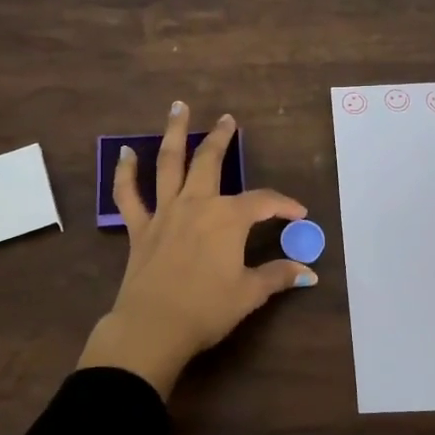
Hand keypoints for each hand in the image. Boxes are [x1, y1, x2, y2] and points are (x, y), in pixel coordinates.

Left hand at [77, 103, 315, 398]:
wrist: (153, 327)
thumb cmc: (206, 310)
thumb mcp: (249, 294)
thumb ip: (278, 276)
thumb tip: (310, 273)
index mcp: (228, 218)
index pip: (263, 202)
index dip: (284, 205)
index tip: (299, 214)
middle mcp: (196, 204)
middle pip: (210, 162)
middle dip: (222, 138)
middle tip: (228, 119)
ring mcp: (164, 213)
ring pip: (169, 164)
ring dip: (174, 133)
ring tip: (178, 107)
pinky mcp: (139, 228)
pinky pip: (128, 195)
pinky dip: (125, 173)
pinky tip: (125, 153)